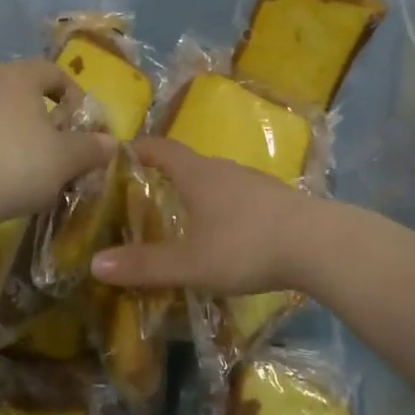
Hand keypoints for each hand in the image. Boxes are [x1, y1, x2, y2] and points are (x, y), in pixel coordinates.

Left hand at [0, 61, 113, 230]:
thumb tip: (110, 142)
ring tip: (30, 168)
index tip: (82, 126)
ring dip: (19, 134)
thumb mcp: (66, 159)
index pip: (53, 72)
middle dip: (46, 117)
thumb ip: (91, 148)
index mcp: (18, 76)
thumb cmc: (17, 165)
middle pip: (24, 91)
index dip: (74, 96)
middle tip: (60, 148)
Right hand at [90, 136, 314, 294]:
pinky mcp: (277, 199)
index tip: (120, 152)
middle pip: (189, 164)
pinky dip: (224, 207)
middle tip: (145, 194)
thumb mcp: (191, 263)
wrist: (319, 244)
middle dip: (166, 175)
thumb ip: (145, 265)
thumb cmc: (246, 246)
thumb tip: (95, 264)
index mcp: (198, 175)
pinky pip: (240, 196)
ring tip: (184, 215)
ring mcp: (255, 182)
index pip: (161, 149)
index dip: (139, 149)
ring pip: (217, 180)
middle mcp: (225, 170)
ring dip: (198, 192)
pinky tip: (227, 231)